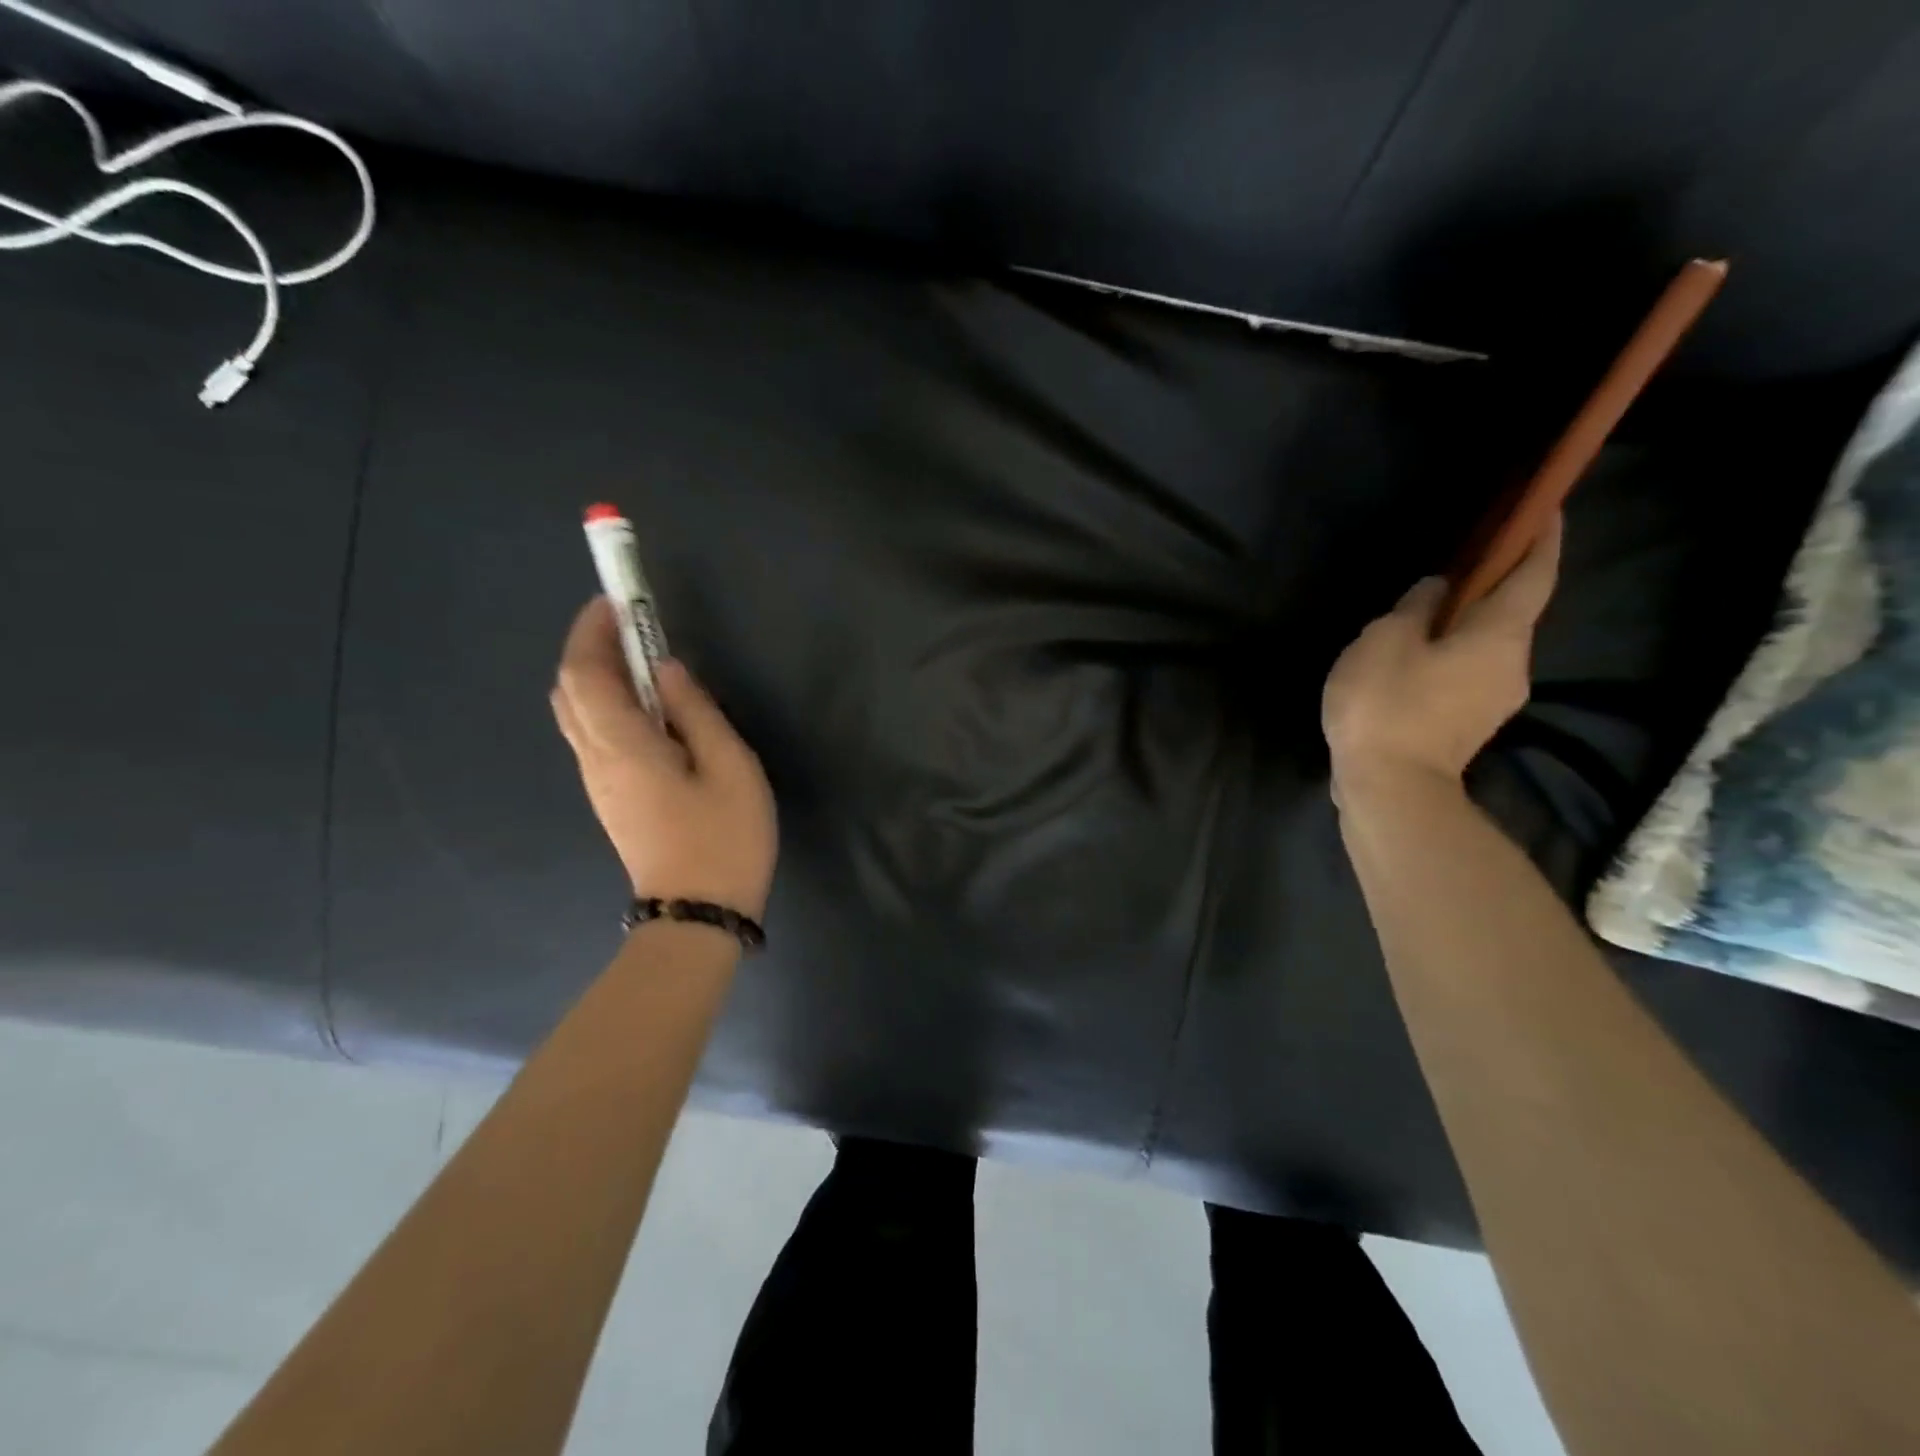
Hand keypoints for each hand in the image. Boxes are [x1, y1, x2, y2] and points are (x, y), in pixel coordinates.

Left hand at [551, 597, 777, 916]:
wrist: (698, 913)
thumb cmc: (724, 837)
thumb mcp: (730, 766)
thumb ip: (695, 711)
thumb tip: (665, 669)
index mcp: (622, 746)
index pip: (585, 674)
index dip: (593, 631)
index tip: (617, 601)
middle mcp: (596, 759)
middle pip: (570, 690)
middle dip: (590, 647)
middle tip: (629, 623)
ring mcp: (598, 782)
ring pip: (577, 714)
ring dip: (597, 675)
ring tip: (640, 657)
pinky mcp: (610, 797)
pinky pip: (594, 735)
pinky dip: (607, 703)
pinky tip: (646, 706)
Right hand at [1322, 515, 1561, 795]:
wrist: (1390, 788)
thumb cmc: (1388, 705)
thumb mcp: (1385, 642)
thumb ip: (1413, 608)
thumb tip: (1436, 590)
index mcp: (1500, 636)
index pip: (1533, 575)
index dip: (1542, 539)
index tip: (1546, 509)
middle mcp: (1512, 665)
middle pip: (1512, 612)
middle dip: (1494, 584)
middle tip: (1460, 565)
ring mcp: (1494, 700)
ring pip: (1486, 646)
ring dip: (1465, 624)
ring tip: (1423, 616)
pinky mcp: (1468, 725)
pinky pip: (1467, 673)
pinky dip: (1450, 654)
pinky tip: (1413, 659)